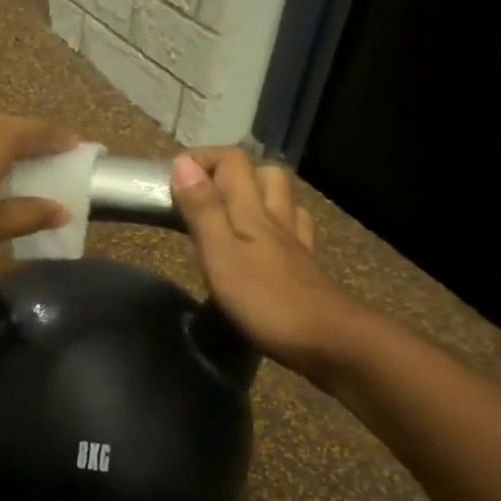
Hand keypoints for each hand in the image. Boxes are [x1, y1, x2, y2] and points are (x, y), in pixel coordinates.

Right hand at [170, 148, 361, 382]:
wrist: (329, 341)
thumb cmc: (264, 300)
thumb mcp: (220, 254)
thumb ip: (202, 210)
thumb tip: (182, 164)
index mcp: (251, 211)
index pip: (232, 162)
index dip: (202, 159)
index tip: (172, 175)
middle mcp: (276, 218)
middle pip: (262, 173)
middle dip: (230, 171)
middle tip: (199, 191)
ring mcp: (294, 242)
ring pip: (281, 199)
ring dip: (256, 192)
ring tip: (228, 209)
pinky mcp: (304, 265)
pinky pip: (293, 228)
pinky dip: (277, 222)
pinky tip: (265, 237)